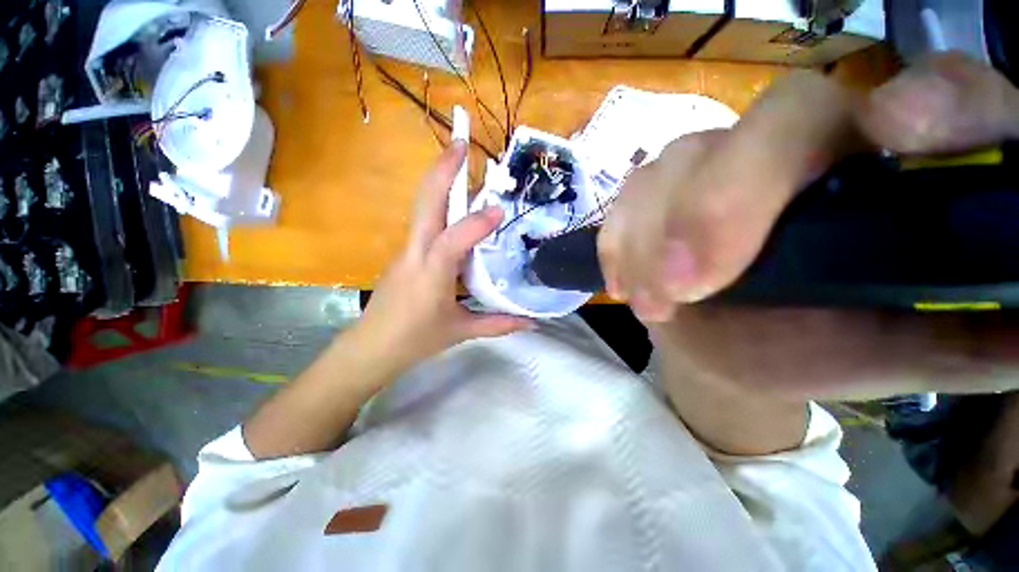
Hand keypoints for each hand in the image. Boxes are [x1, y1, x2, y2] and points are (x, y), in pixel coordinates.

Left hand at [355, 141, 533, 373]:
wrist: (371, 348)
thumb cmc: (416, 340)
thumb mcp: (462, 331)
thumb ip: (499, 324)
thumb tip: (532, 322)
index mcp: (431, 272)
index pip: (455, 239)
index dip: (478, 223)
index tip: (500, 210)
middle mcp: (416, 252)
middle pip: (426, 202)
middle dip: (443, 169)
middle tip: (461, 142)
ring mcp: (406, 250)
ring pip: (422, 207)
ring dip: (440, 181)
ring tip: (460, 161)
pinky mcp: (404, 254)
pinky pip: (423, 223)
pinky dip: (439, 205)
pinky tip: (455, 206)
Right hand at [600, 53, 1018, 399]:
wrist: (734, 347)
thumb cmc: (826, 349)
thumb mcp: (912, 352)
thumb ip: (980, 331)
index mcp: (901, 171)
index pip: (944, 96)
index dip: (935, 100)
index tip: (900, 133)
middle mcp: (809, 145)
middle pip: (776, 119)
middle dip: (724, 200)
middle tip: (687, 282)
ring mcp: (717, 163)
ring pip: (676, 162)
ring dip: (652, 237)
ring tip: (654, 304)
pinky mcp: (659, 194)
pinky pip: (628, 199)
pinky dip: (619, 242)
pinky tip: (625, 284)